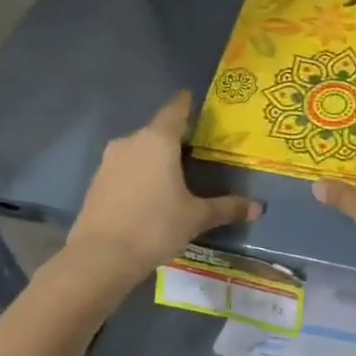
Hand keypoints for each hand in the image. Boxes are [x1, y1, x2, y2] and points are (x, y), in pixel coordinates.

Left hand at [67, 92, 261, 282]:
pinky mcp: (96, 182)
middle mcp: (131, 142)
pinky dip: (138, 174)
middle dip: (173, 138)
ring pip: (138, 150)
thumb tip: (259, 208)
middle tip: (193, 149)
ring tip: (172, 174)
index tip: (191, 98)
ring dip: (153, 158)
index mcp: (158, 141)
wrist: (101, 256)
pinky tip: (148, 193)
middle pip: (156, 132)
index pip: (175, 111)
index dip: (185, 104)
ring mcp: (109, 161)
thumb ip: (227, 208)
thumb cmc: (155, 226)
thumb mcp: (196, 217)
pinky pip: (124, 169)